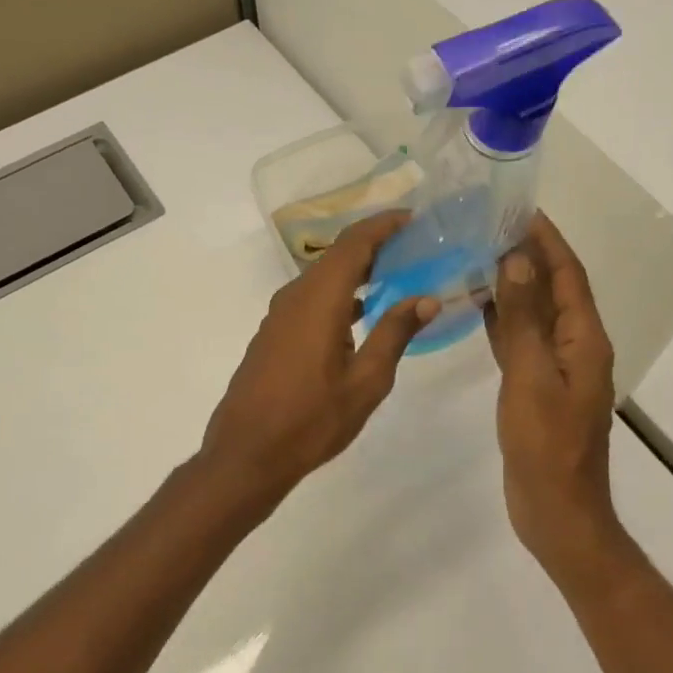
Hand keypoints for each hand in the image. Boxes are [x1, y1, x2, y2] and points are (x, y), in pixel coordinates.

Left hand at [200, 212, 439, 504]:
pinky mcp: (273, 334)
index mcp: (319, 300)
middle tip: (414, 248)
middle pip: (337, 256)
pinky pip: (310, 299)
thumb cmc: (311, 420)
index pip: (354, 244)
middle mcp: (295, 297)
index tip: (413, 218)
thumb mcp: (366, 381)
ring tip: (395, 277)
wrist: (246, 454)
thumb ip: (395, 333)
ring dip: (357, 272)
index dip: (383, 225)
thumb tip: (426, 298)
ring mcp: (279, 316)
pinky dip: (339, 295)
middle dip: (375, 246)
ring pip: (322, 278)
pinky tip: (360, 314)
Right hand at [484, 214, 625, 578]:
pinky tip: (476, 305)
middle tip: (488, 225)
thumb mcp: (532, 377)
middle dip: (527, 255)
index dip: (548, 240)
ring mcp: (555, 369)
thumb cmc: (546, 445)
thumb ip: (524, 319)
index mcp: (585, 340)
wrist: (556, 511)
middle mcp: (575, 347)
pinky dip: (501, 320)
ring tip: (477, 254)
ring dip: (512, 284)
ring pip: (534, 314)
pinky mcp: (535, 387)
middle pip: (553, 289)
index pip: (568, 275)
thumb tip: (518, 260)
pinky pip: (519, 341)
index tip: (520, 208)